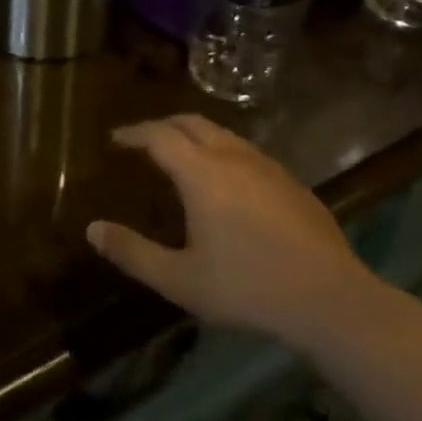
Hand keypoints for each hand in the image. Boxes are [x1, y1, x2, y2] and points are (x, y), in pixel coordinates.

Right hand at [88, 114, 374, 351]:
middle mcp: (233, 157)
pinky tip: (226, 181)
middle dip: (162, 125)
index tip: (115, 138)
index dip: (133, 133)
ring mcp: (267, 166)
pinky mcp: (291, 181)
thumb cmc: (247, 288)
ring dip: (195, 135)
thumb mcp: (180, 279)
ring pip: (223, 134)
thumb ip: (133, 252)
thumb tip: (92, 229)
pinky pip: (246, 151)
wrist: (329, 298)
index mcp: (202, 173)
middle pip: (191, 122)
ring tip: (181, 156)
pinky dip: (222, 151)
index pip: (159, 135)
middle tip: (143, 141)